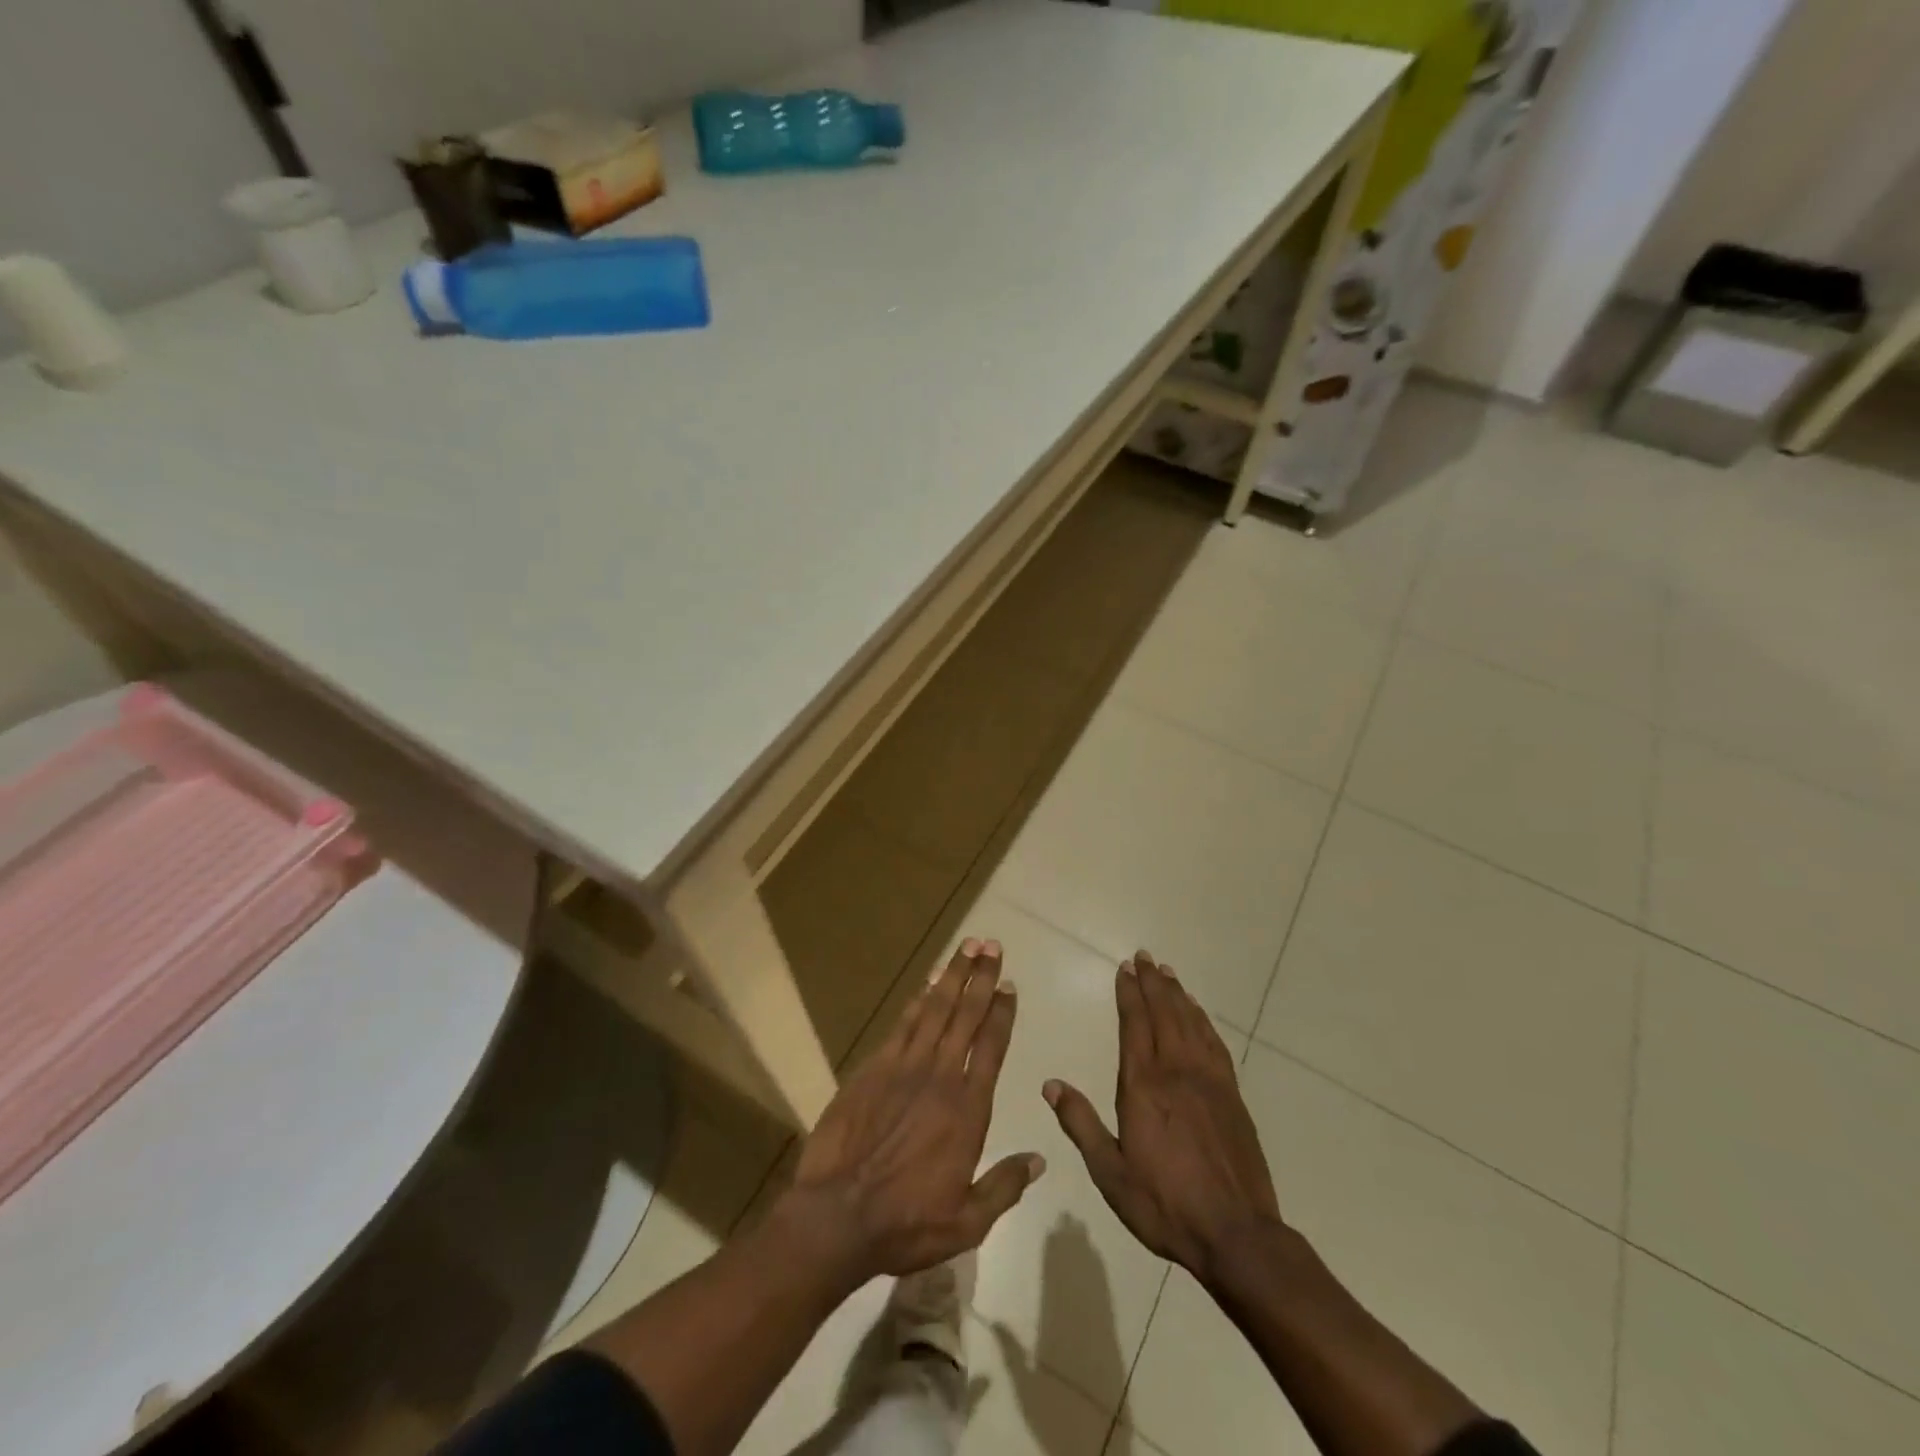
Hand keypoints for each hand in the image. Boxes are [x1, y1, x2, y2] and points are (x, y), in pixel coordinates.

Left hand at [781, 938, 1044, 1288]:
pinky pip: (902, 1025)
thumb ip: (1005, 1186)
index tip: (1010, 985)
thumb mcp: (968, 1222)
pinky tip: (926, 984)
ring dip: (952, 977)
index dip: (1002, 1013)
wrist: (838, 1216)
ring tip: (966, 948)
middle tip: (992, 946)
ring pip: (934, 1010)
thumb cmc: (907, 1223)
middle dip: (981, 978)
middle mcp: (940, 1077)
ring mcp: (904, 1068)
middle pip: (966, 1016)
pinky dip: (916, 1001)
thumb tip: (1040, 1159)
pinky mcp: (873, 1069)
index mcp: (968, 1109)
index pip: (991, 1047)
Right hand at [1045, 950, 1281, 1285]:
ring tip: (1168, 973)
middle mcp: (1176, 1071)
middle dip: (1152, 983)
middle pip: (1164, 1014)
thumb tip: (1051, 1084)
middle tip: (1145, 957)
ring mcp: (1208, 1081)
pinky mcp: (1232, 1095)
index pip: (1134, 1025)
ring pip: (1190, 1023)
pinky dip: (1203, 1021)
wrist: (1236, 1233)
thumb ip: (1080, 1124)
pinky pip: (1214, 1044)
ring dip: (1177, 995)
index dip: (1128, 994)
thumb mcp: (1110, 1172)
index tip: (1124, 969)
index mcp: (1143, 1086)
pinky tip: (1198, 1013)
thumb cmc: (1165, 1204)